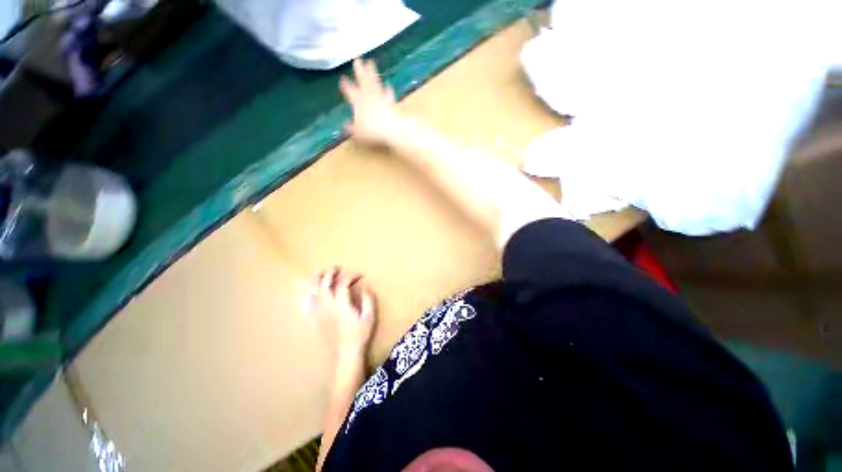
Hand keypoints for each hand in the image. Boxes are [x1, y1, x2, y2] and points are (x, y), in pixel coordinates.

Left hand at [306, 267, 376, 366]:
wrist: (346, 352)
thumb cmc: (360, 334)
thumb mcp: (370, 316)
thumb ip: (367, 299)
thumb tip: (365, 285)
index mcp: (342, 305)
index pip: (342, 284)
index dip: (350, 276)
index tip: (359, 275)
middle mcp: (327, 306)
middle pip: (324, 284)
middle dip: (330, 272)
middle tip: (337, 268)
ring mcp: (319, 313)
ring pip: (313, 291)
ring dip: (316, 279)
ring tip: (322, 272)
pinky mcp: (314, 319)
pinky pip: (306, 304)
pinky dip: (306, 294)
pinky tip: (307, 290)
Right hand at [339, 59, 400, 146]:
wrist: (391, 128)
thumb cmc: (372, 130)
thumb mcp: (358, 133)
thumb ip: (352, 129)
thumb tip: (345, 127)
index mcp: (357, 101)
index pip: (350, 90)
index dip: (346, 85)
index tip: (343, 78)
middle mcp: (368, 95)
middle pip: (363, 80)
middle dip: (359, 70)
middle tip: (358, 59)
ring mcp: (380, 96)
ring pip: (375, 81)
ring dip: (372, 72)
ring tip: (371, 63)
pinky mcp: (391, 101)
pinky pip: (388, 93)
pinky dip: (388, 90)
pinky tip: (388, 86)